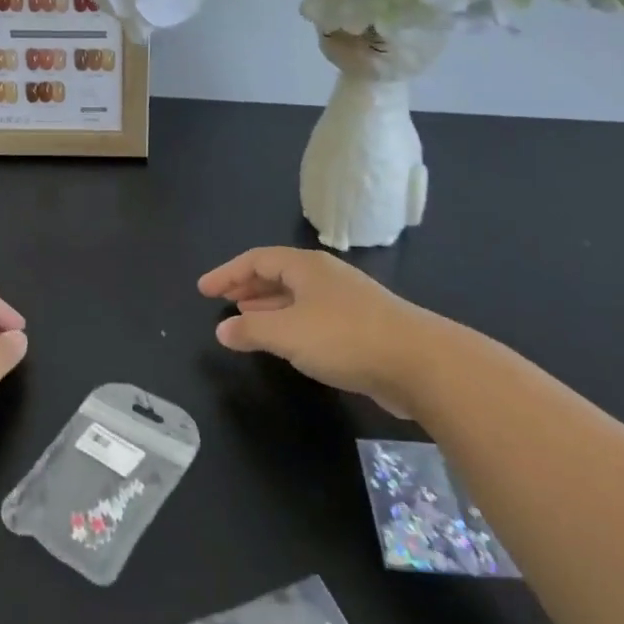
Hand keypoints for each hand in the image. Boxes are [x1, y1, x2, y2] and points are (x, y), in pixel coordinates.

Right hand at [199, 246, 435, 415]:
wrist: (420, 363)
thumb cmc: (345, 338)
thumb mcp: (287, 334)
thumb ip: (250, 331)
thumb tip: (223, 330)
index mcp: (306, 267)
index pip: (257, 260)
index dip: (227, 273)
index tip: (203, 290)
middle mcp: (325, 277)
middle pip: (277, 274)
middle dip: (247, 286)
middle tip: (223, 301)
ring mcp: (345, 300)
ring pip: (296, 296)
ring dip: (267, 306)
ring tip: (245, 319)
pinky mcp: (360, 326)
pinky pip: (311, 316)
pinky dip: (289, 323)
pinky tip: (285, 342)